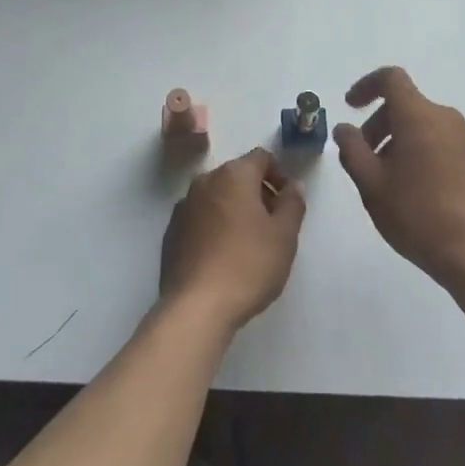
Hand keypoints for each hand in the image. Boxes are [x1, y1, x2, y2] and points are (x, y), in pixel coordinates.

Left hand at [160, 147, 305, 334]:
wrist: (196, 307)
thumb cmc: (248, 265)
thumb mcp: (284, 235)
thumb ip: (293, 203)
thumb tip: (293, 186)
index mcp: (233, 175)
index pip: (261, 158)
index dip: (279, 174)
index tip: (288, 202)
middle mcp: (205, 181)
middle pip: (237, 176)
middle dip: (258, 193)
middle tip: (273, 225)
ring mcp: (184, 206)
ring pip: (217, 197)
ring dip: (235, 209)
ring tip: (249, 243)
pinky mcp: (171, 233)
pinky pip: (200, 218)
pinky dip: (214, 226)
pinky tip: (223, 257)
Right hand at [334, 66, 464, 294]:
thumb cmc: (418, 214)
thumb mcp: (371, 185)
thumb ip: (352, 150)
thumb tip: (345, 128)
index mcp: (418, 115)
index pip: (391, 79)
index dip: (366, 86)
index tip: (350, 107)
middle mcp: (446, 118)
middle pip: (406, 105)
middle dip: (379, 123)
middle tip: (364, 158)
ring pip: (425, 127)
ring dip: (400, 142)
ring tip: (388, 181)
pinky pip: (443, 145)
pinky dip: (423, 155)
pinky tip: (417, 194)